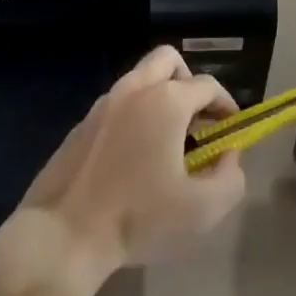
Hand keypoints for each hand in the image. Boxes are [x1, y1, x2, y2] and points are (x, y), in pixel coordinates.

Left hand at [0, 47, 247, 295]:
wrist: (63, 236)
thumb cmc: (138, 218)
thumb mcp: (202, 209)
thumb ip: (230, 178)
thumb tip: (229, 155)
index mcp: (166, 101)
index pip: (207, 85)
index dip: (226, 103)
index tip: (231, 127)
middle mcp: (135, 90)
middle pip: (168, 59)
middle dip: (189, 80)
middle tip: (197, 117)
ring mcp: (103, 104)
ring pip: (139, 79)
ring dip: (160, 96)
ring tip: (167, 138)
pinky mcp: (81, 125)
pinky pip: (117, 105)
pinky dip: (134, 115)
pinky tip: (133, 156)